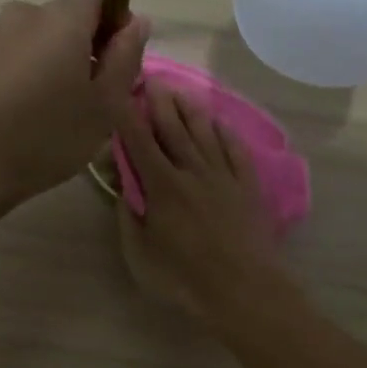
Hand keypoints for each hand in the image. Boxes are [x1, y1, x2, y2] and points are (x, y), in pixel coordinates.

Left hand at [0, 0, 148, 207]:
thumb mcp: (105, 105)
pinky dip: (23, 71)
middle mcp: (24, 13)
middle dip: (84, 46)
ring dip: (51, 60)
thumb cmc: (49, 136)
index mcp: (62, 19)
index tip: (117, 61)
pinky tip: (21, 110)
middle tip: (89, 96)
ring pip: (36, 37)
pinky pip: (10, 54)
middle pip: (67, 17)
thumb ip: (126, 57)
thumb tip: (137, 21)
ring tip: (51, 107)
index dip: (116, 20)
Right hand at [114, 87, 283, 318]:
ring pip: (205, 134)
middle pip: (174, 129)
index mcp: (162, 186)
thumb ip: (128, 219)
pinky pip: (236, 152)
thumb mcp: (140, 255)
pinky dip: (227, 134)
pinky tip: (221, 124)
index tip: (119, 91)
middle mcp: (192, 171)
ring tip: (181, 93)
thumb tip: (123, 191)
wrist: (243, 288)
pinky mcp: (248, 187)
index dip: (126, 115)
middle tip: (153, 79)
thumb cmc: (184, 278)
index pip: (139, 142)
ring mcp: (224, 177)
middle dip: (160, 102)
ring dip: (191, 111)